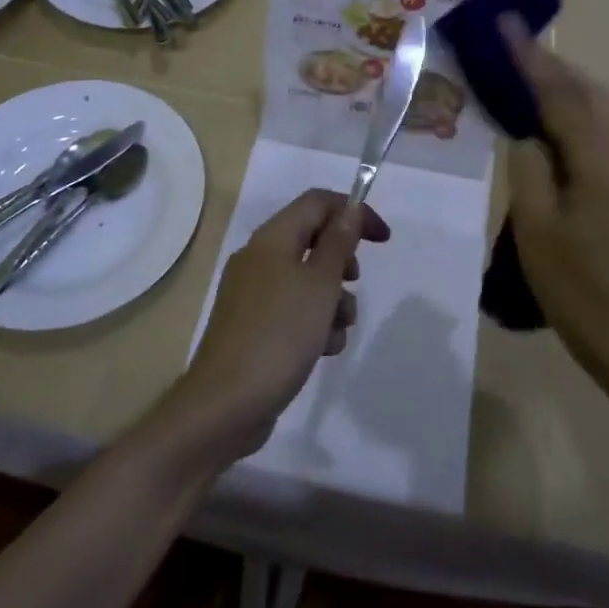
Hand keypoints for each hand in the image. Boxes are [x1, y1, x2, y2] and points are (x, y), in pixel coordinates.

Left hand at [165, 190, 389, 467]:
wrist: (226, 405)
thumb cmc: (279, 335)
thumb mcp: (320, 285)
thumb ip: (338, 243)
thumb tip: (350, 209)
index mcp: (272, 238)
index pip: (317, 202)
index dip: (353, 212)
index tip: (383, 240)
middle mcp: (259, 258)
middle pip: (311, 240)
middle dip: (341, 262)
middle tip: (354, 283)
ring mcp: (252, 293)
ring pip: (306, 279)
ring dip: (332, 299)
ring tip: (338, 329)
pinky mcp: (253, 326)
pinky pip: (293, 309)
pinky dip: (313, 322)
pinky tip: (322, 349)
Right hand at [503, 17, 608, 391]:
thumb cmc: (571, 285)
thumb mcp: (534, 225)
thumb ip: (529, 167)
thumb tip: (528, 132)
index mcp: (600, 164)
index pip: (560, 97)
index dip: (530, 58)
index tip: (505, 22)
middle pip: (591, 94)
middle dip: (553, 66)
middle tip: (514, 46)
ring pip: (604, 113)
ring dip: (568, 89)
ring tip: (530, 77)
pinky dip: (580, 117)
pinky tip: (557, 126)